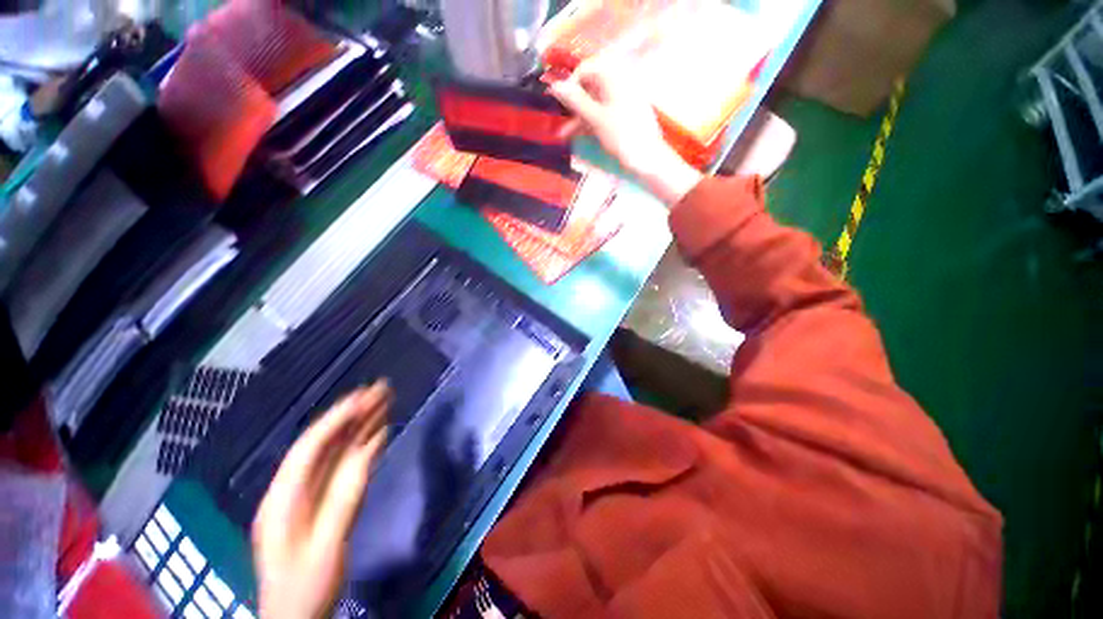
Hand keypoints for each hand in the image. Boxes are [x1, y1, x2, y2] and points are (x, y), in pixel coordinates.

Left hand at [252, 382, 392, 618]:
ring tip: (383, 403)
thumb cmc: (306, 588)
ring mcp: (306, 496)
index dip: (337, 418)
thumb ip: (345, 496)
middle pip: (324, 443)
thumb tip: (370, 448)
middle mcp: (293, 489)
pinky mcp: (320, 503)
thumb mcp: (327, 545)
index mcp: (284, 497)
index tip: (365, 396)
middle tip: (381, 390)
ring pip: (334, 452)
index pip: (310, 446)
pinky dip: (359, 447)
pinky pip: (341, 467)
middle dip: (352, 414)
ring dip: (358, 426)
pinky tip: (376, 434)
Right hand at [549, 58, 702, 205]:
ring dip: (579, 116)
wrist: (648, 158)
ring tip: (564, 135)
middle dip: (574, 104)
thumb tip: (555, 85)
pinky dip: (591, 122)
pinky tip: (579, 135)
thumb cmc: (622, 136)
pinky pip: (603, 112)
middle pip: (590, 86)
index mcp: (614, 76)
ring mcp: (622, 99)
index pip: (586, 68)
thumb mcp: (596, 118)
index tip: (560, 102)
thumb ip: (575, 101)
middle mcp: (619, 83)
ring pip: (595, 103)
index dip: (571, 83)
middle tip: (560, 120)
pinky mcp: (624, 114)